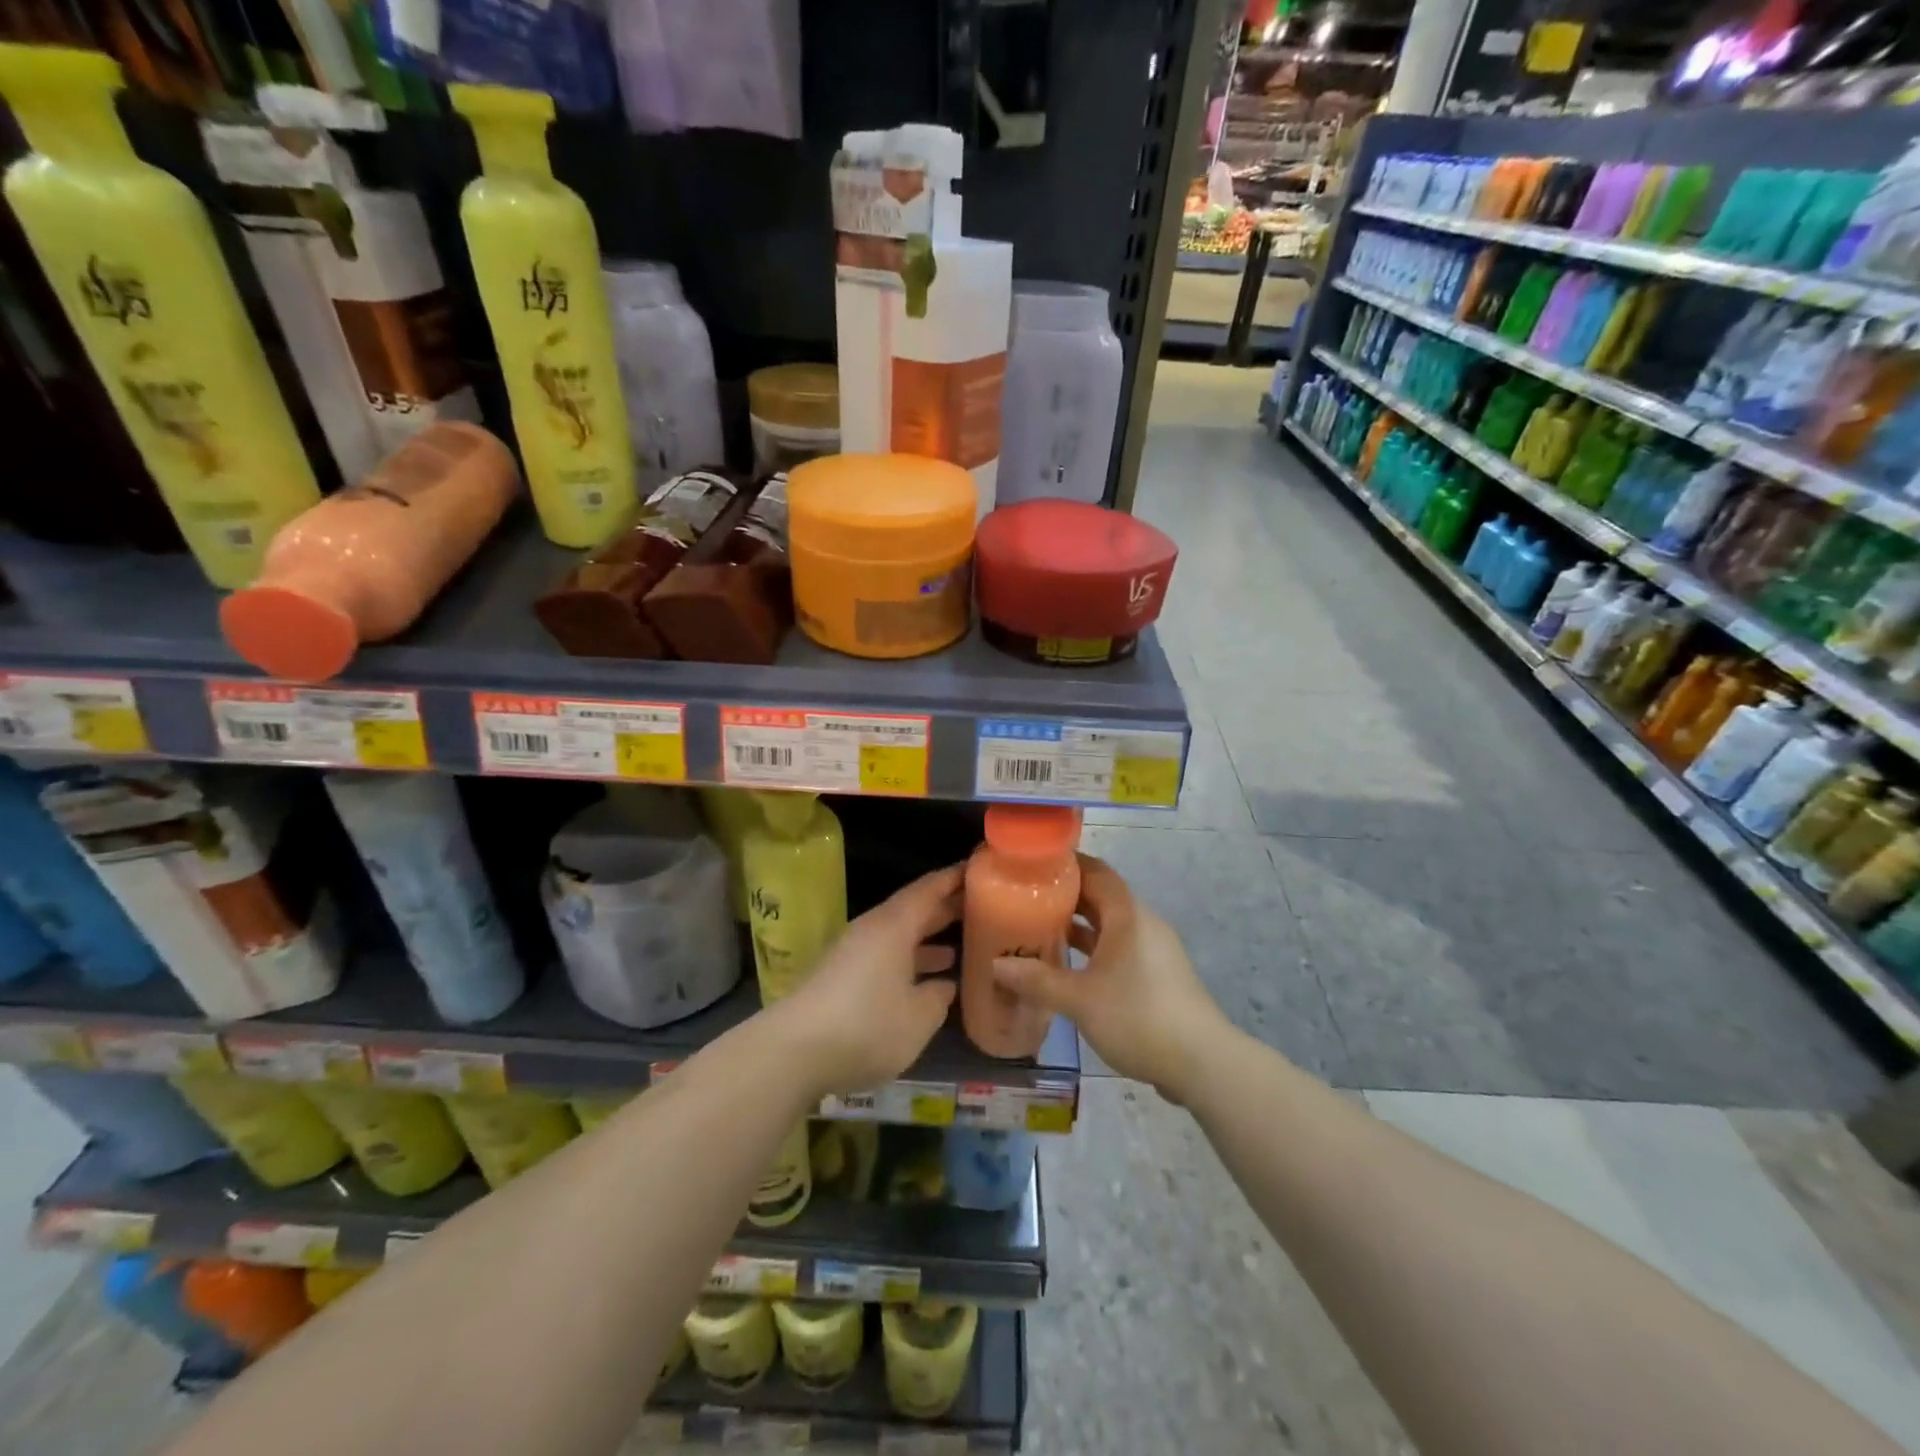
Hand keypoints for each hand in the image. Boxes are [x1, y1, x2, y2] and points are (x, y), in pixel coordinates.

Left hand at [767, 865, 961, 1099]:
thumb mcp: (918, 1017)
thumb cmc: (866, 1026)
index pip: (929, 889)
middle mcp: (873, 930)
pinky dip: (908, 960)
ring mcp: (853, 952)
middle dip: (945, 908)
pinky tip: (924, 982)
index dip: (955, 878)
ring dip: (927, 938)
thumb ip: (938, 998)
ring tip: (959, 947)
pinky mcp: (841, 976)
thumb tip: (945, 985)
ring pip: (898, 935)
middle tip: (981, 908)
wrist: (793, 1052)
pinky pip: (884, 955)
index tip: (980, 869)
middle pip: (913, 909)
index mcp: (894, 925)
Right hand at [992, 854, 1225, 1102]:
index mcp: (1128, 915)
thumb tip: (997, 965)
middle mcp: (1143, 923)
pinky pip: (1119, 947)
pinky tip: (1068, 965)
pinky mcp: (1157, 974)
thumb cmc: (1138, 1017)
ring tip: (1039, 927)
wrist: (1201, 1063)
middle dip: (1066, 895)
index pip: (1097, 872)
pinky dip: (1093, 948)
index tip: (1033, 864)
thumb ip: (1037, 980)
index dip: (1067, 864)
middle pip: (1102, 896)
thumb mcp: (1080, 999)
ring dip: (1079, 924)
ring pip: (1110, 924)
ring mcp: (1153, 949)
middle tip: (1027, 897)